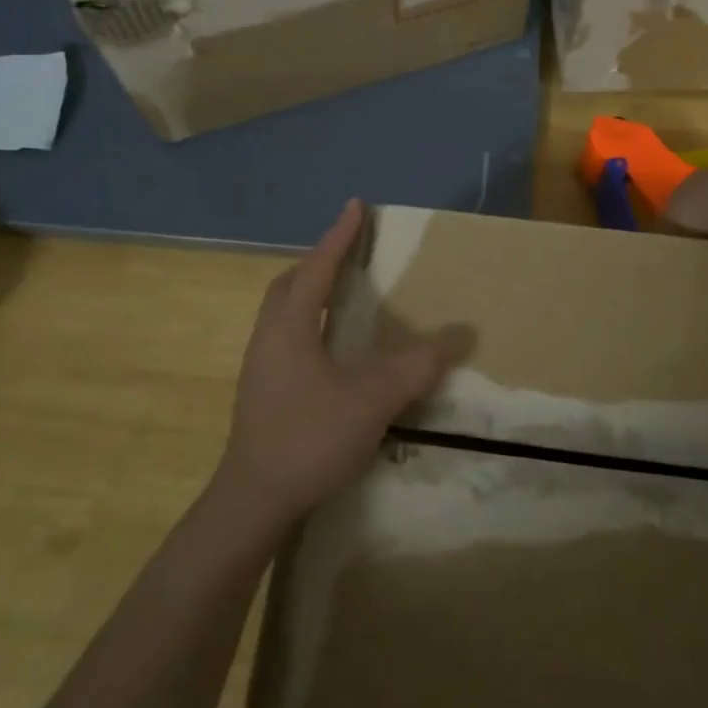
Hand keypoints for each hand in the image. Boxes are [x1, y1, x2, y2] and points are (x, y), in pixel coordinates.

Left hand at [214, 200, 451, 527]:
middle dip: (319, 261)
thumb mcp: (371, 400)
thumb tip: (453, 340)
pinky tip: (332, 348)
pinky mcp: (264, 392)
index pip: (317, 268)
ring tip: (341, 292)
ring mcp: (262, 367)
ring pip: (284, 312)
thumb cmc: (309, 438)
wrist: (254, 501)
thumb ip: (413, 367)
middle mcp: (269, 338)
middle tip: (349, 251)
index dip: (339, 236)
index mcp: (290, 327)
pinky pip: (288, 337)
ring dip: (311, 292)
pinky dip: (310, 323)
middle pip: (290, 284)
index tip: (356, 206)